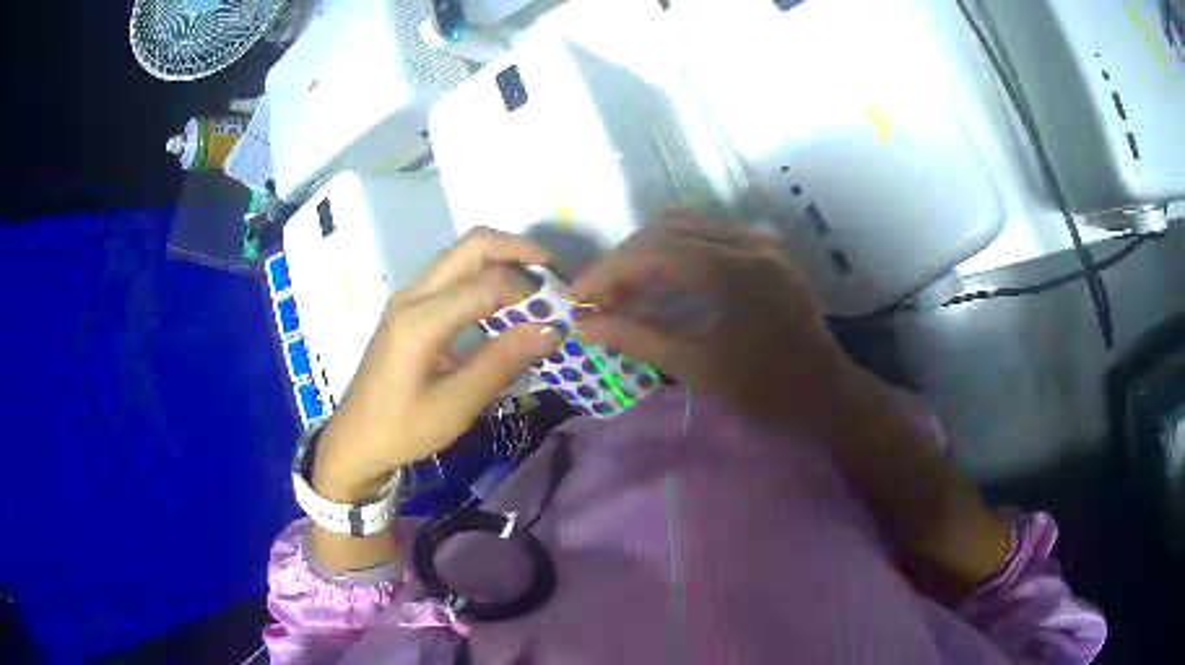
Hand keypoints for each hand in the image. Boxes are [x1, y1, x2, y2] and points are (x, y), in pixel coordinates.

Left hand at [312, 229, 562, 501]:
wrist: (355, 440)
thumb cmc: (403, 429)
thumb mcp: (456, 405)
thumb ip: (502, 362)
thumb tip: (553, 328)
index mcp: (420, 320)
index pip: (488, 282)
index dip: (531, 291)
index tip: (560, 313)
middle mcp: (412, 294)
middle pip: (473, 245)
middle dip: (520, 252)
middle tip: (556, 277)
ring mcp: (408, 296)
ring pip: (462, 253)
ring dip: (503, 260)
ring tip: (537, 288)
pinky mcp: (408, 306)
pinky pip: (452, 272)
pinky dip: (485, 275)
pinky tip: (503, 304)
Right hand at [571, 212, 859, 428]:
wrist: (828, 395)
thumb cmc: (770, 392)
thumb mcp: (701, 369)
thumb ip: (640, 338)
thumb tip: (585, 325)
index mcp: (738, 272)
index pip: (654, 252)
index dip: (607, 273)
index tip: (575, 299)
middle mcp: (750, 242)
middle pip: (666, 231)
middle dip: (623, 263)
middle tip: (596, 301)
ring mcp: (760, 242)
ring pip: (685, 227)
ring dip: (645, 255)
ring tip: (621, 292)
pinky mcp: (764, 251)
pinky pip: (706, 236)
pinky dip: (672, 253)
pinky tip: (658, 283)